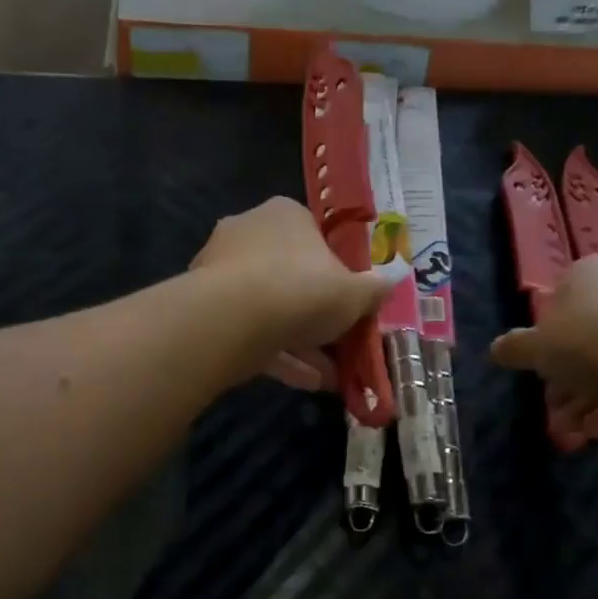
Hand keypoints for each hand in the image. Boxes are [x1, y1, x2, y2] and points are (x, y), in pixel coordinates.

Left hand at [190, 197, 395, 386]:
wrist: (232, 319)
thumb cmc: (302, 289)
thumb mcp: (355, 293)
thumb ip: (374, 289)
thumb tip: (391, 282)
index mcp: (284, 215)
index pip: (314, 237)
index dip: (336, 272)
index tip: (349, 302)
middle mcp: (248, 234)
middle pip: (290, 276)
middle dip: (317, 315)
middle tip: (340, 344)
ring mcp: (221, 271)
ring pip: (270, 309)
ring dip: (301, 343)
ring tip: (329, 376)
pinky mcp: (206, 308)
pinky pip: (250, 331)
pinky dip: (277, 355)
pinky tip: (305, 382)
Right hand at [490, 254, 597, 438]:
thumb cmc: (591, 339)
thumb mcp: (538, 349)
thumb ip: (515, 349)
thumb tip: (495, 349)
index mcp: (589, 272)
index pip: (560, 303)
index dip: (546, 343)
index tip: (541, 375)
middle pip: (589, 335)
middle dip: (570, 380)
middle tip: (557, 413)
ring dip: (591, 397)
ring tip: (576, 433)